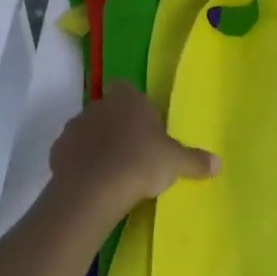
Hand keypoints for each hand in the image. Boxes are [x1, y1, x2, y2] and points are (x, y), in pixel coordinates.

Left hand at [48, 83, 218, 214]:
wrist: (94, 189)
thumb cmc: (141, 163)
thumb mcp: (175, 162)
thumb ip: (195, 161)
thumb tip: (219, 164)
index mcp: (128, 99)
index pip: (125, 86)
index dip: (131, 101)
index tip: (140, 121)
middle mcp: (99, 106)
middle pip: (106, 108)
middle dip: (115, 124)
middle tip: (131, 149)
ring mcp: (75, 127)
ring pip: (87, 129)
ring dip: (95, 142)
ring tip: (110, 168)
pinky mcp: (57, 150)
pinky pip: (71, 151)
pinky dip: (79, 161)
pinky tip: (91, 179)